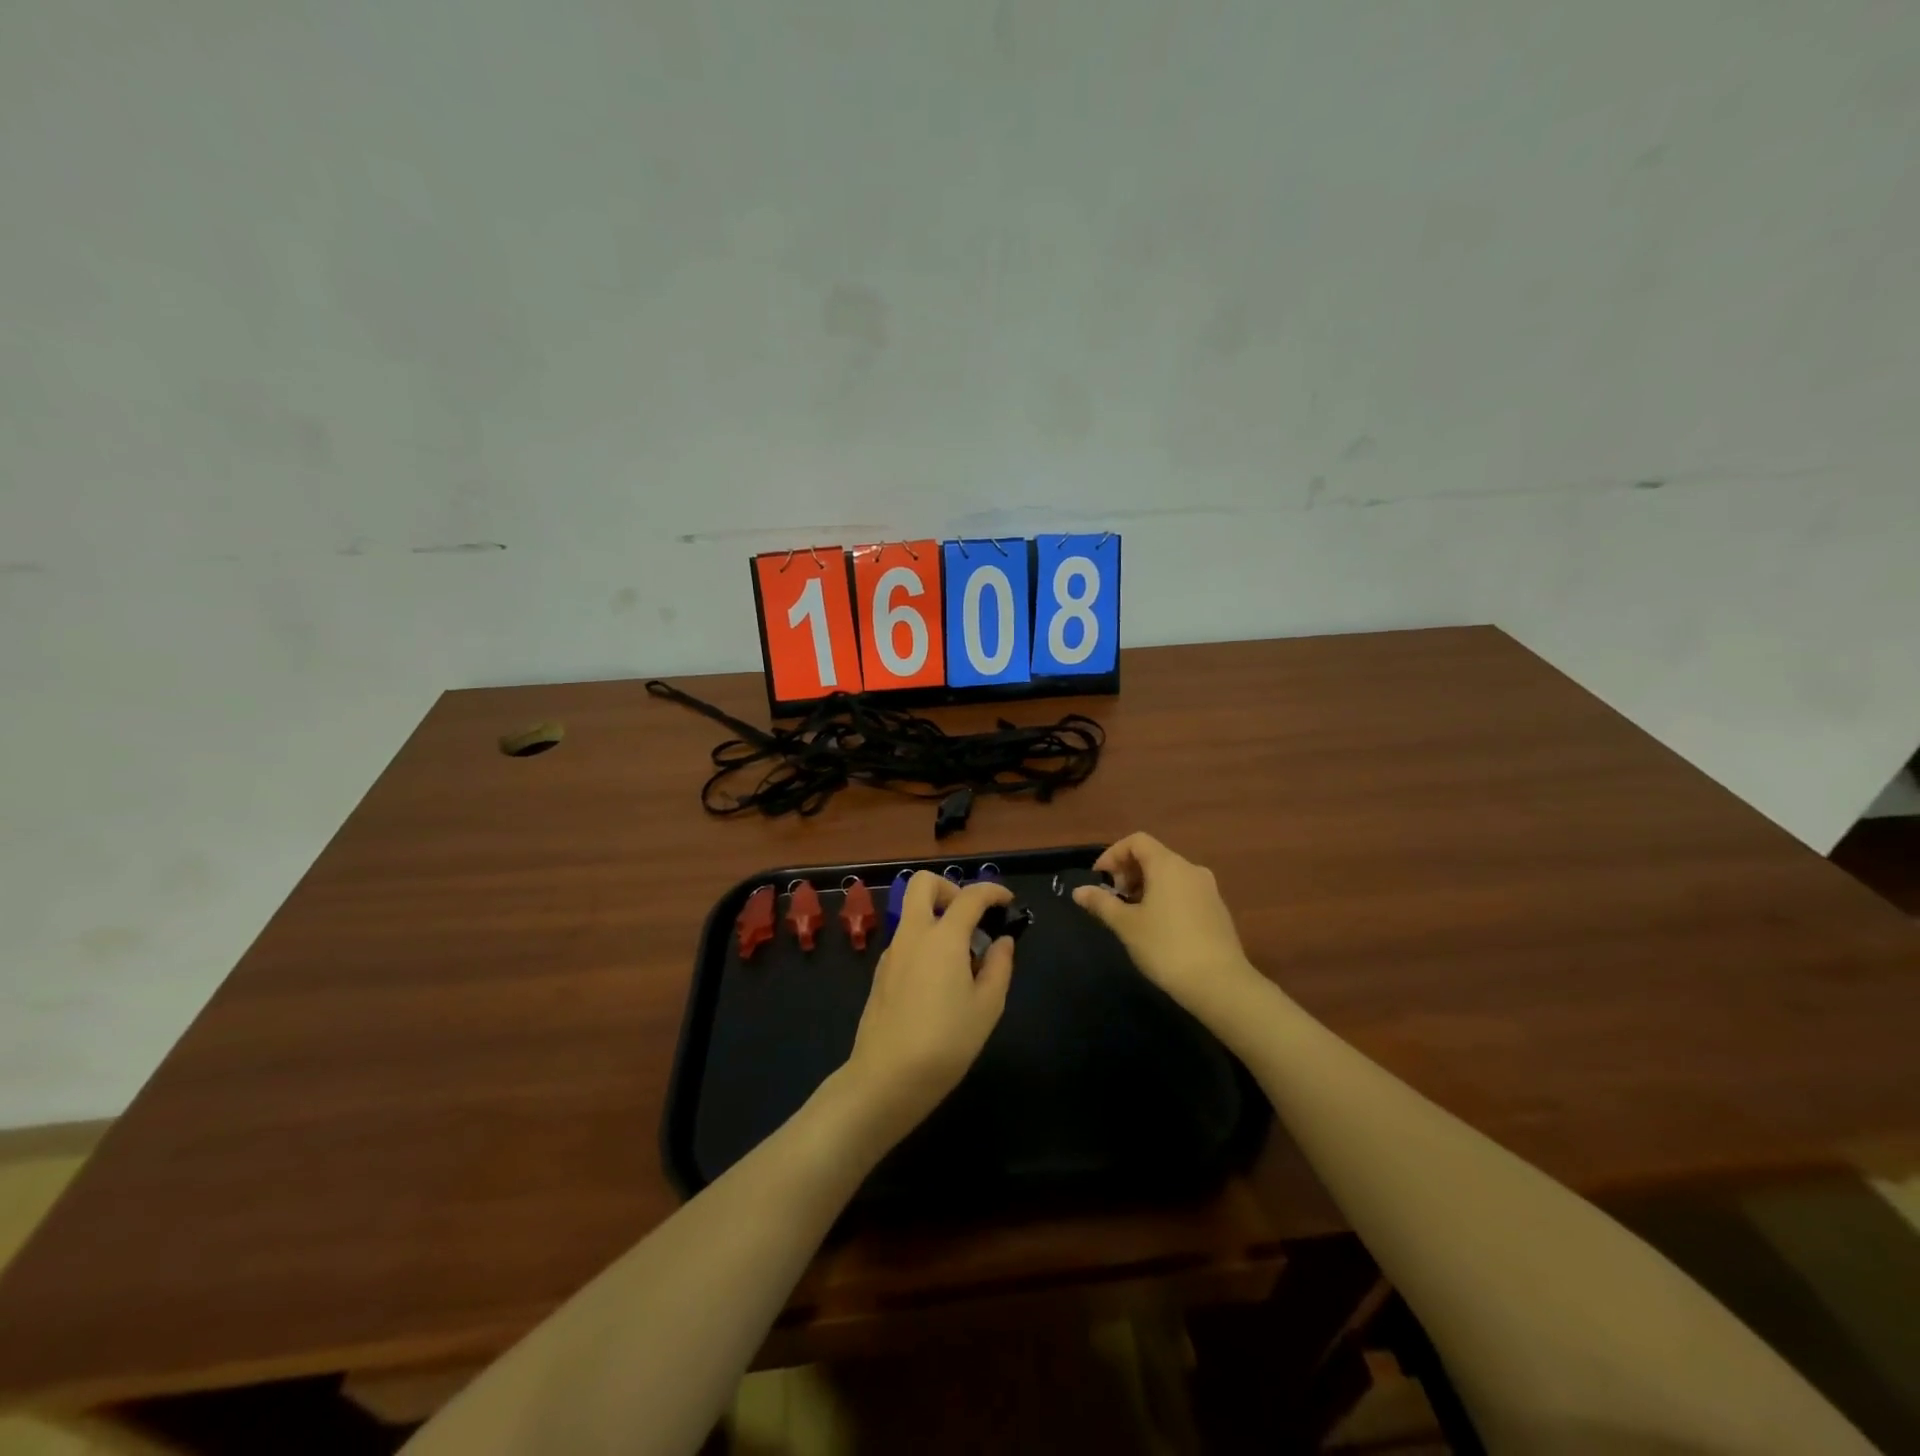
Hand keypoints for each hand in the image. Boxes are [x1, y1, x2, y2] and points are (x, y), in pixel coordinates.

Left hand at [841, 872, 1016, 1147]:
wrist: (887, 1077)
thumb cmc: (946, 1041)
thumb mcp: (987, 1007)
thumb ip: (999, 966)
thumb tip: (1002, 941)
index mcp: (943, 937)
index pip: (970, 896)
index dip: (992, 891)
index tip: (1008, 901)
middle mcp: (913, 934)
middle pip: (923, 883)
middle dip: (950, 888)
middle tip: (971, 916)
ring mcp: (892, 951)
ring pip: (912, 911)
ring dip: (937, 916)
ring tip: (963, 956)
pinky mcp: (881, 972)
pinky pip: (906, 939)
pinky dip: (925, 940)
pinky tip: (940, 979)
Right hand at [1072, 833, 1259, 1014]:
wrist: (1220, 984)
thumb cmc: (1166, 947)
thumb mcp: (1126, 925)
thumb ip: (1102, 903)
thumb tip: (1079, 891)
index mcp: (1168, 865)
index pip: (1137, 841)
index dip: (1113, 854)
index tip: (1100, 878)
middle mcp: (1190, 869)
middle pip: (1154, 856)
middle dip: (1128, 871)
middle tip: (1114, 899)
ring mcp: (1208, 889)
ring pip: (1170, 875)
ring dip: (1146, 886)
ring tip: (1133, 914)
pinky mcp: (1218, 909)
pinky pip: (1185, 891)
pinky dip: (1165, 897)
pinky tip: (1158, 927)